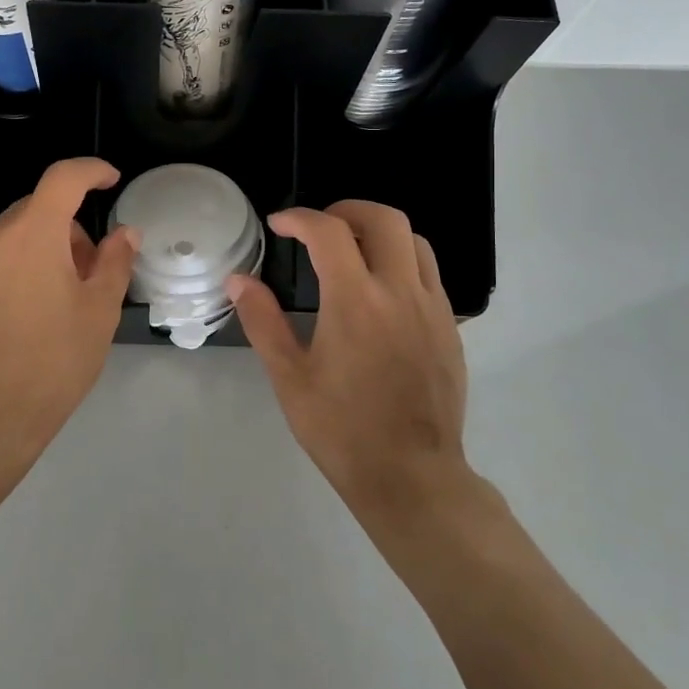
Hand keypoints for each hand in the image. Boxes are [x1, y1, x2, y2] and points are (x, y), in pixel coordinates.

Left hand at [0, 157, 139, 475]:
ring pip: (6, 241)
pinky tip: (12, 322)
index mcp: (32, 233)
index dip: (90, 171)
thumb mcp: (99, 311)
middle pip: (34, 212)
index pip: (63, 178)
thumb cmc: (53, 360)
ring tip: (47, 304)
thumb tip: (124, 233)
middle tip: (84, 273)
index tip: (109, 180)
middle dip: (64, 230)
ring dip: (32, 254)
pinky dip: (3, 277)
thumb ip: (115, 261)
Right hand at [230, 201, 482, 533]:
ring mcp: (432, 308)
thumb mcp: (290, 378)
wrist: (412, 478)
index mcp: (356, 302)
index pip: (329, 232)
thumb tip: (239, 280)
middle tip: (318, 229)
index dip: (299, 218)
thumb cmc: (342, 430)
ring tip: (351, 252)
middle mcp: (400, 292)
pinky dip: (401, 261)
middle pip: (384, 219)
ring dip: (379, 233)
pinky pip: (429, 273)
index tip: (278, 225)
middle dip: (347, 210)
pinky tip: (380, 292)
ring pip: (414, 241)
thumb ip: (263, 321)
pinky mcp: (450, 327)